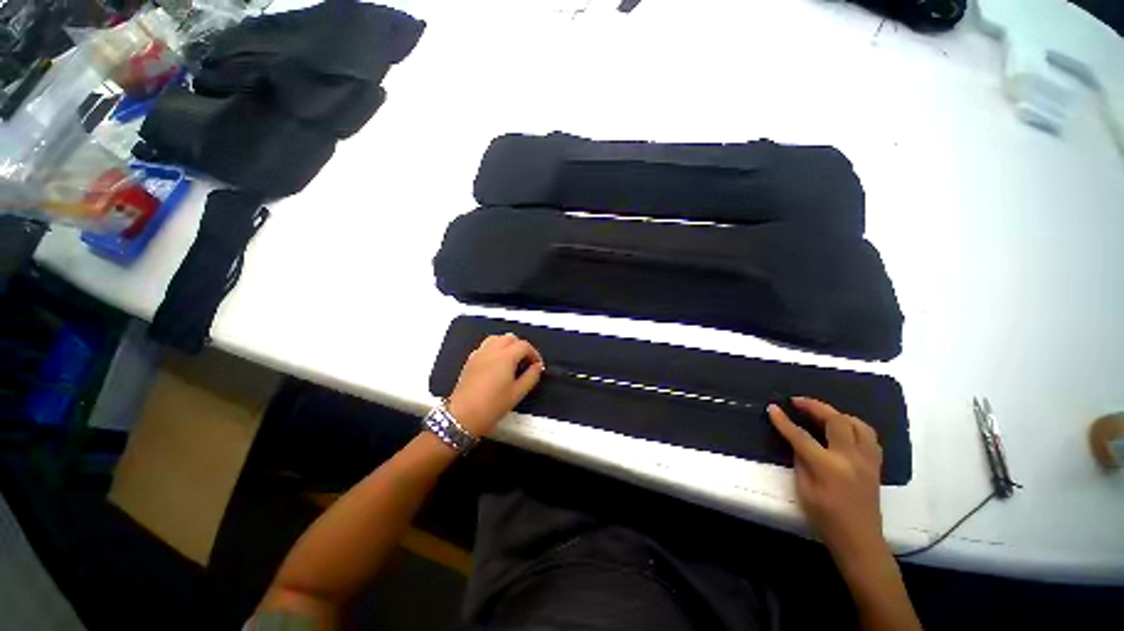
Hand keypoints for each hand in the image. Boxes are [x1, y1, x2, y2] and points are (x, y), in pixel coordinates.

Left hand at [446, 334, 544, 436]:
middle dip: (521, 347)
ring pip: (496, 338)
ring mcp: (479, 354)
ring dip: (507, 345)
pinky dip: (494, 349)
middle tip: (526, 362)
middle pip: (510, 338)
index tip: (537, 365)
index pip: (524, 346)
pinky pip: (485, 346)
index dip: (534, 353)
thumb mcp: (518, 393)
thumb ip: (531, 377)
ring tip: (512, 360)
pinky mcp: (470, 360)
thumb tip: (537, 367)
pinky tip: (497, 363)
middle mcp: (492, 351)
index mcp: (505, 357)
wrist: (463, 416)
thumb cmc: (491, 406)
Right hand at [768, 397, 885, 562]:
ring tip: (823, 414)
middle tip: (797, 402)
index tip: (772, 408)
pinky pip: (869, 437)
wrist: (859, 539)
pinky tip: (844, 430)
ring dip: (838, 414)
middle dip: (814, 407)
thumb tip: (797, 441)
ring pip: (858, 424)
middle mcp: (850, 458)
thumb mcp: (804, 490)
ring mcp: (867, 460)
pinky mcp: (875, 465)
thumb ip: (801, 461)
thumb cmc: (825, 518)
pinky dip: (855, 426)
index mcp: (828, 467)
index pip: (801, 436)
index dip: (783, 421)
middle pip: (835, 421)